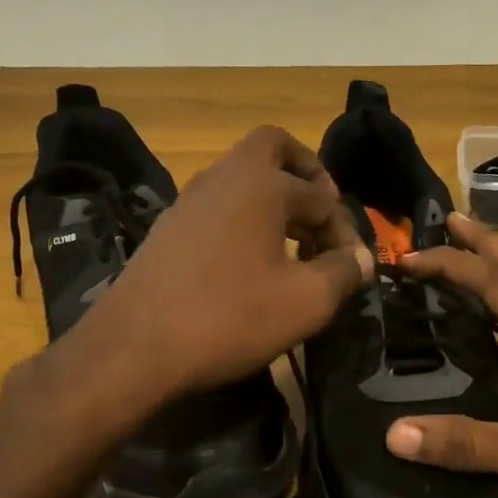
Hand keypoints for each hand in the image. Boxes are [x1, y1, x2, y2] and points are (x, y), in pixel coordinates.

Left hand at [62, 126, 373, 405]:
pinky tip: (252, 262)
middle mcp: (224, 177)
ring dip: (274, 198)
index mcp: (262, 184)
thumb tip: (363, 259)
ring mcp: (189, 200)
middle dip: (305, 171)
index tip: (354, 267)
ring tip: (294, 245)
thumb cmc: (230, 318)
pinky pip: (219, 205)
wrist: (134, 348)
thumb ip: (344, 272)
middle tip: (322, 209)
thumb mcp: (306, 301)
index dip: (346, 230)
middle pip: (272, 148)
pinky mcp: (169, 228)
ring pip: (242, 177)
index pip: (322, 196)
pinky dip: (245, 218)